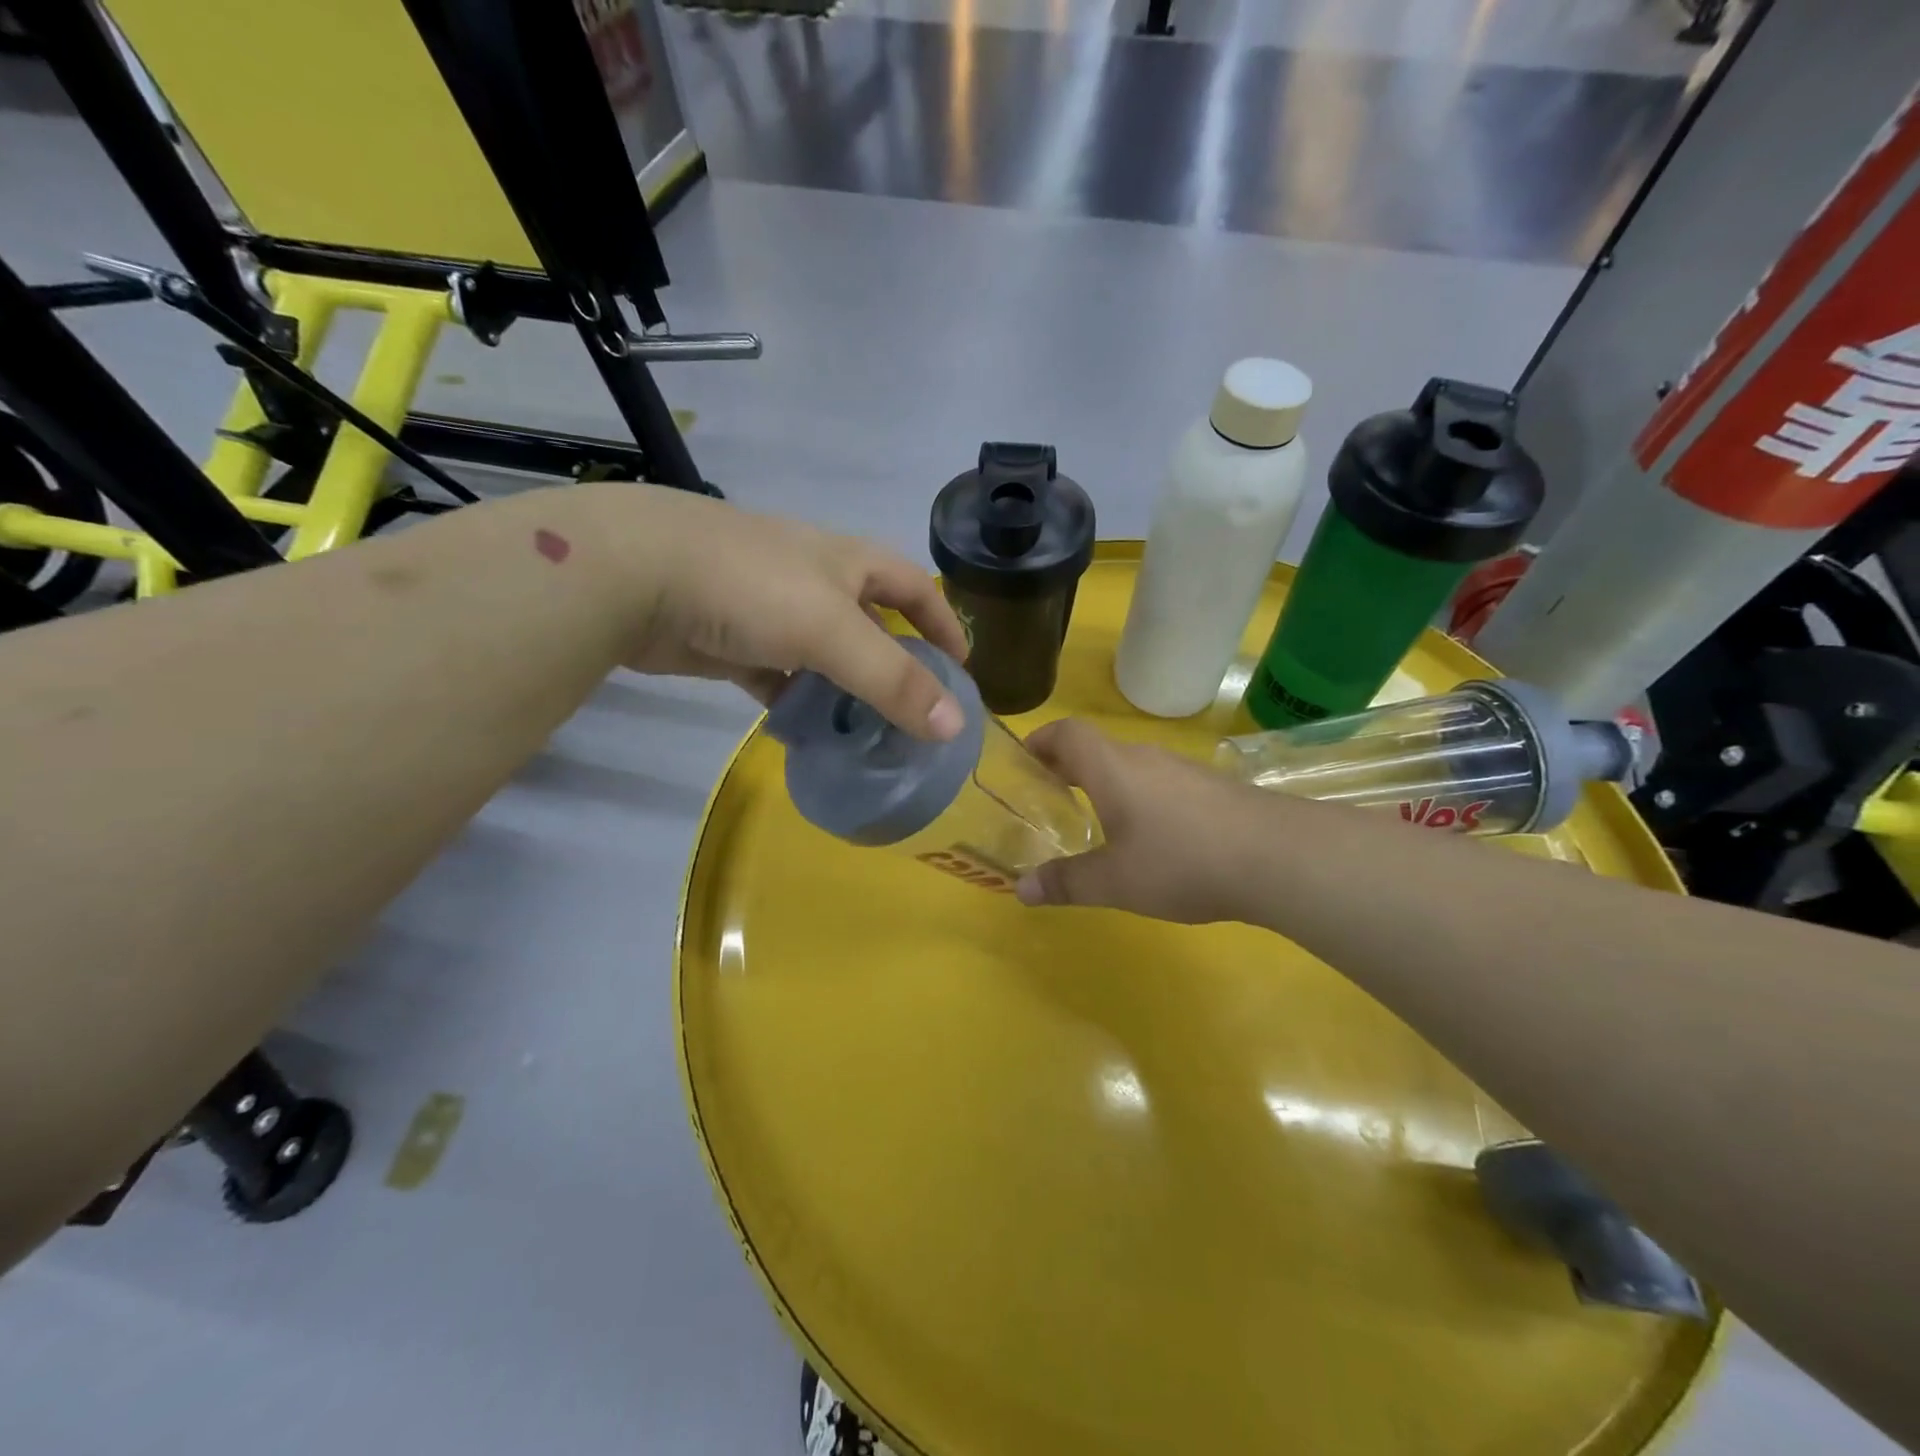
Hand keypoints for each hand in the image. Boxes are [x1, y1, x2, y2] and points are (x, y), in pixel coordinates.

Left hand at [583, 486, 968, 738]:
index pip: (913, 586)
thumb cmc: (749, 586)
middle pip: (870, 625)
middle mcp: (813, 581)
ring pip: (823, 656)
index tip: (962, 668)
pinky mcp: (731, 642)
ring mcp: (769, 611)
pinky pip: (778, 676)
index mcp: (846, 562)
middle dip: (895, 665)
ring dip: (845, 691)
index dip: (942, 620)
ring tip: (867, 736)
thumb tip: (955, 727)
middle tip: (914, 716)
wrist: (632, 573)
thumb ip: (893, 679)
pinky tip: (804, 735)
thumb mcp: (832, 631)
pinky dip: (795, 702)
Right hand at [1014, 718, 1267, 922]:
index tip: (1021, 763)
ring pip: (1130, 765)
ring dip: (1104, 782)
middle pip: (1096, 747)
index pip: (1066, 733)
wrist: (1278, 857)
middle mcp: (1144, 758)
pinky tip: (1150, 836)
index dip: (1040, 741)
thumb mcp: (1115, 881)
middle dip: (1066, 767)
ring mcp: (1182, 770)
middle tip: (1047, 798)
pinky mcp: (1211, 788)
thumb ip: (1066, 883)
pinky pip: (1159, 782)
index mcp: (1111, 768)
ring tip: (1094, 819)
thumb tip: (1020, 890)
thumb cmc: (1182, 861)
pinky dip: (1138, 797)